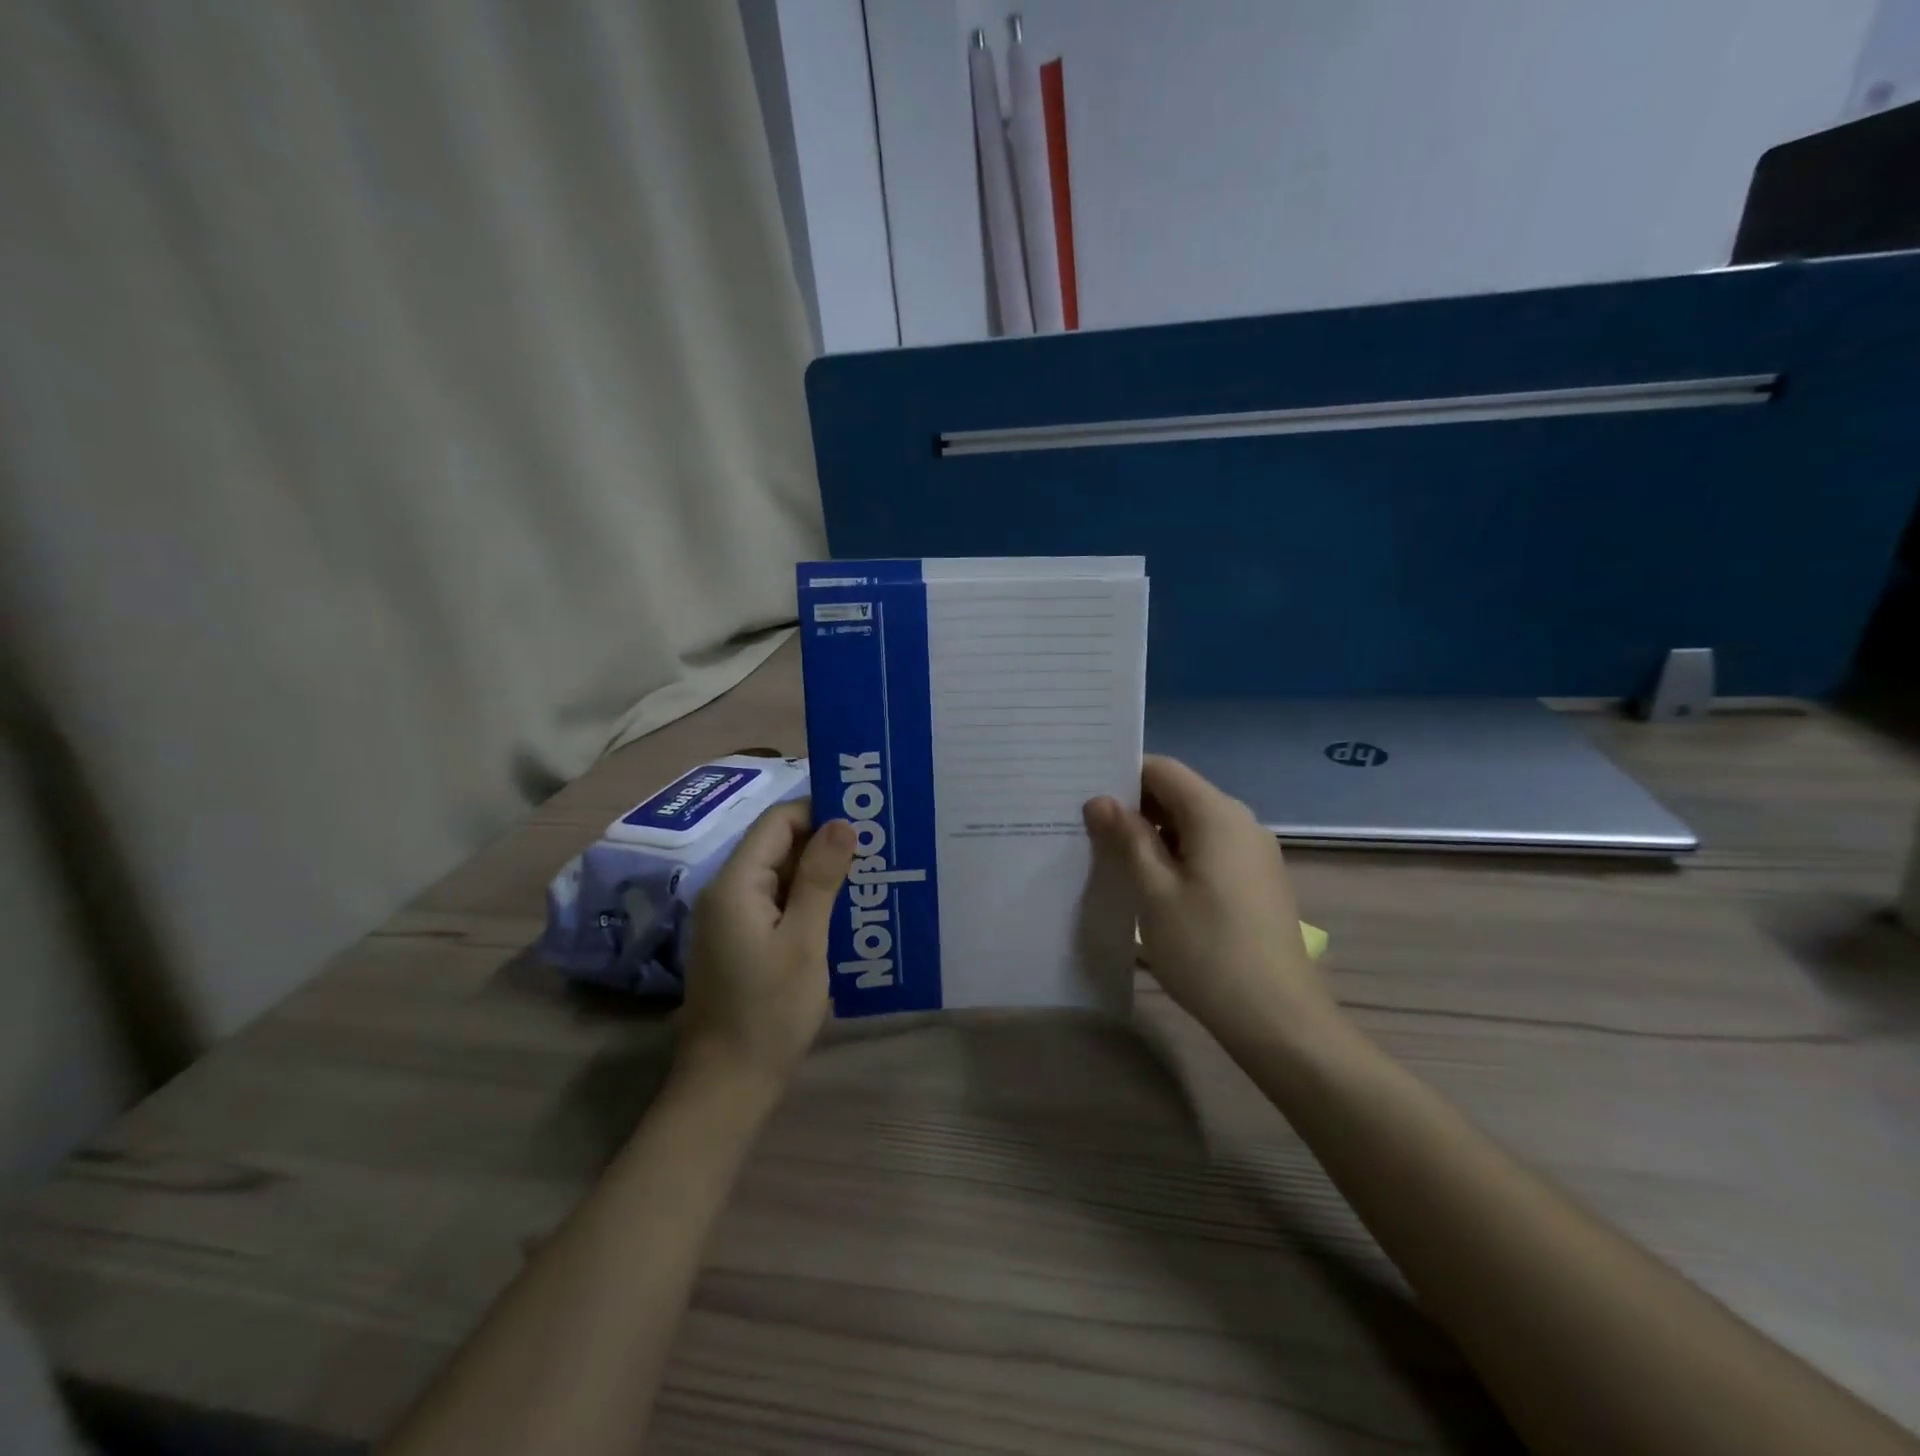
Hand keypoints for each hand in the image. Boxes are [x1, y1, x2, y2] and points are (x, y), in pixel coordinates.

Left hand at [678, 803, 854, 1098]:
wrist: (728, 1088)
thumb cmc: (769, 1013)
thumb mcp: (804, 942)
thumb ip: (820, 878)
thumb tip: (841, 822)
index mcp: (736, 884)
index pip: (778, 822)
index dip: (820, 811)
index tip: (866, 817)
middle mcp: (727, 892)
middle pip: (778, 846)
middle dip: (825, 842)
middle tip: (878, 845)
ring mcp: (731, 920)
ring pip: (780, 876)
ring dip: (821, 873)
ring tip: (871, 874)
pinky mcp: (740, 943)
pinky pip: (777, 904)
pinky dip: (808, 901)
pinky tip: (845, 911)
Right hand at [1084, 755, 1340, 1048]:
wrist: (1278, 1018)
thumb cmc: (1207, 950)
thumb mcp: (1153, 892)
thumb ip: (1126, 839)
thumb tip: (1100, 800)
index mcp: (1216, 814)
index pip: (1162, 769)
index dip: (1122, 775)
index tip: (1083, 793)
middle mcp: (1241, 822)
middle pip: (1179, 794)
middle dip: (1133, 806)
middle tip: (1086, 826)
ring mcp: (1253, 853)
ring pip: (1192, 824)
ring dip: (1152, 834)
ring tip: (1110, 856)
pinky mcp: (1256, 881)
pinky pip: (1208, 849)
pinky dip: (1176, 854)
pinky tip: (1150, 883)